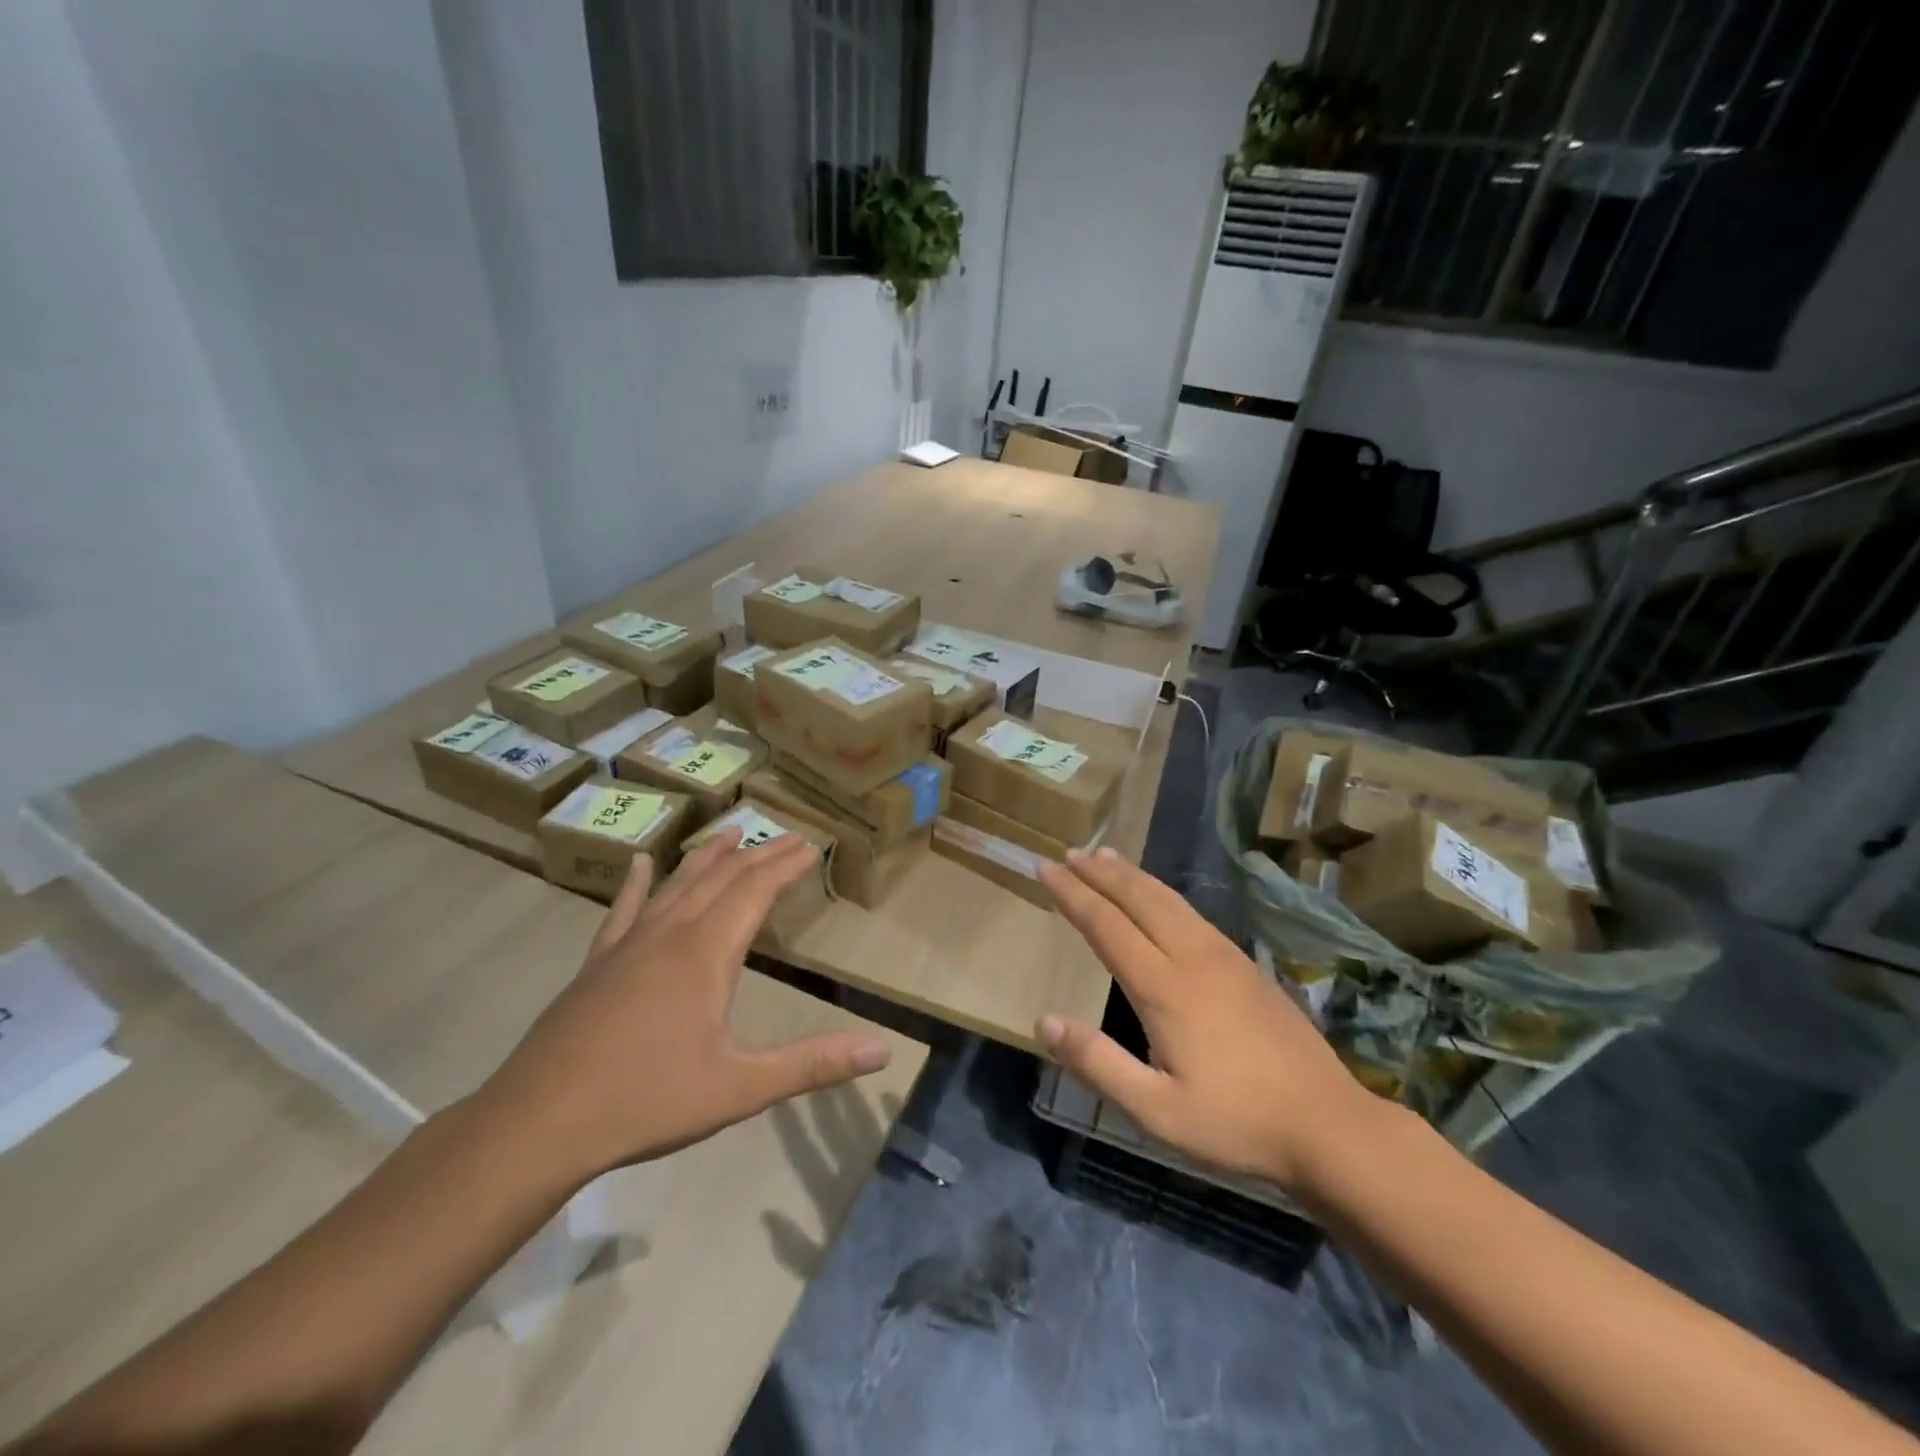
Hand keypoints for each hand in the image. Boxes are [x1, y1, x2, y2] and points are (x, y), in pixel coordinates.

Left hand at [477, 830, 892, 1186]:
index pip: (755, 890)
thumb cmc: (646, 1102)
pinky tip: (636, 862)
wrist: (536, 1124)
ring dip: (708, 856)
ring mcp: (627, 944)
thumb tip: (883, 1050)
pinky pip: (622, 909)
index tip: (812, 845)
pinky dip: (636, 882)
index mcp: (705, 953)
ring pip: (676, 884)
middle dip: (759, 854)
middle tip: (788, 836)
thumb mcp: (739, 1089)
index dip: (786, 866)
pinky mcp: (596, 963)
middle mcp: (669, 933)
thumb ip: (813, 1065)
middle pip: (721, 878)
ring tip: (731, 832)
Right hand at [1036, 848, 1384, 1192]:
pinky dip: (1163, 892)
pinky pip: (1192, 912)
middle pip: (1139, 899)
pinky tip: (1160, 898)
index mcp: (1164, 988)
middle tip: (1070, 852)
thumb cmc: (1236, 1122)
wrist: (1329, 1125)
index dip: (1073, 895)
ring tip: (1107, 857)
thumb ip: (1098, 1063)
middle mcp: (1192, 958)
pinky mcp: (1247, 966)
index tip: (1046, 869)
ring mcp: (1225, 957)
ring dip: (1133, 876)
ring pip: (1169, 899)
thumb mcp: (1155, 1111)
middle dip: (1100, 873)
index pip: (1107, 926)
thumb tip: (1044, 1022)